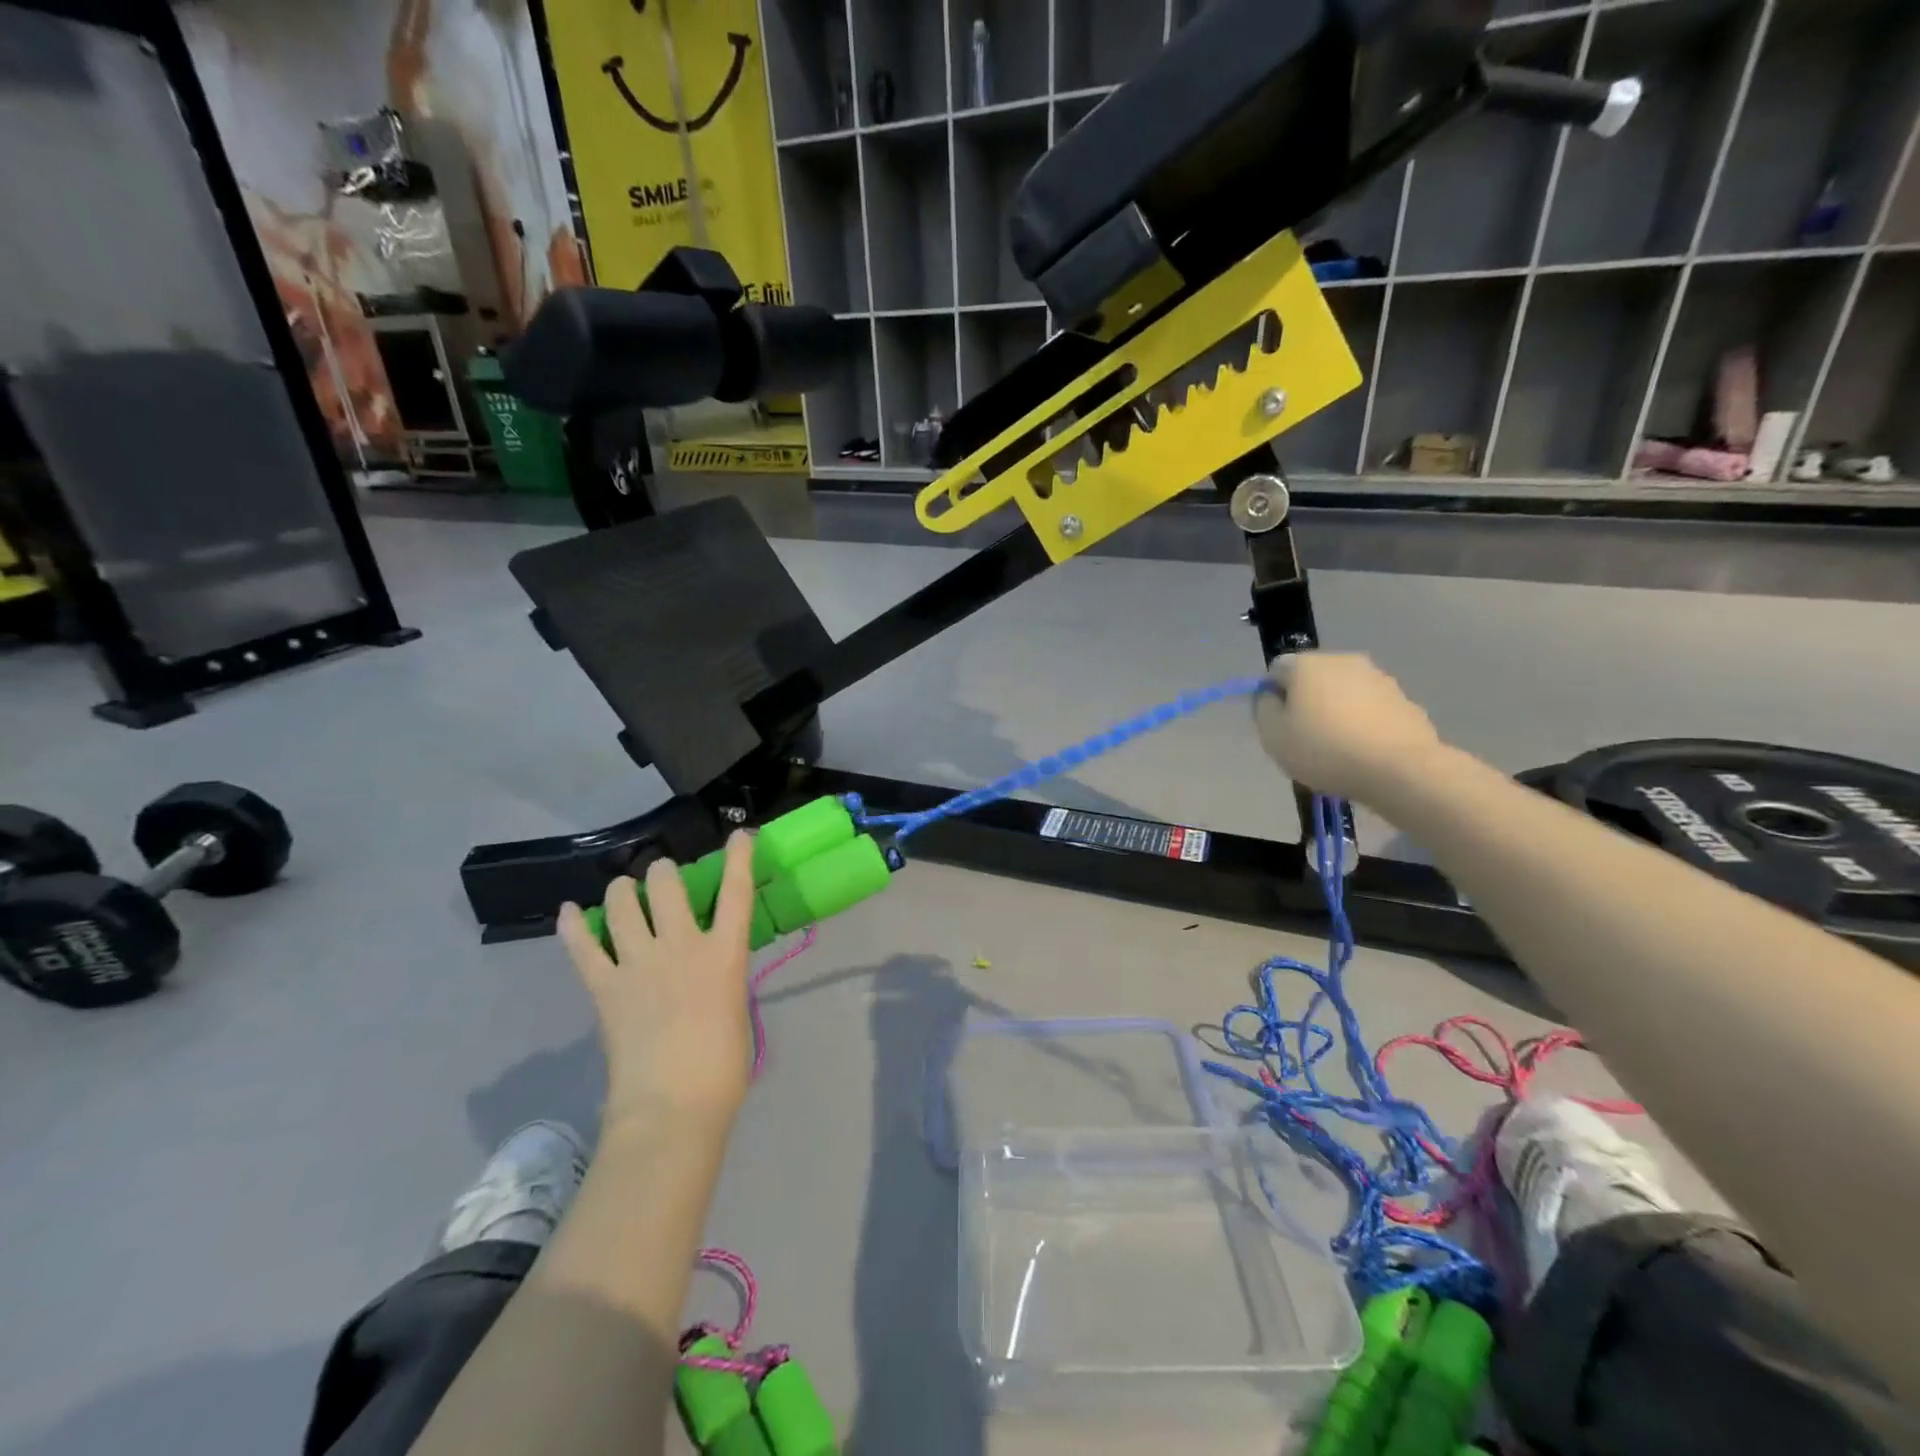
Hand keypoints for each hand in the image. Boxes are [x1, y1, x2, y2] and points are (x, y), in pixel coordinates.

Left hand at [557, 831, 756, 1127]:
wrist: (672, 1107)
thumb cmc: (721, 1068)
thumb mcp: (735, 1009)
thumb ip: (721, 979)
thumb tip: (707, 973)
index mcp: (724, 954)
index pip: (736, 892)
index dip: (739, 858)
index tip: (740, 834)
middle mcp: (681, 946)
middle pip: (667, 886)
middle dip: (663, 872)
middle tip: (662, 876)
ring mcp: (639, 964)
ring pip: (623, 905)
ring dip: (623, 889)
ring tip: (624, 889)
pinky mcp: (605, 987)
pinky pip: (583, 947)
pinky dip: (574, 926)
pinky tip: (569, 912)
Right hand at [1252, 652, 1446, 800]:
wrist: (1400, 769)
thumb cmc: (1325, 749)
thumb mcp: (1273, 735)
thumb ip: (1263, 709)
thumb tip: (1272, 697)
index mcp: (1306, 664)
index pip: (1276, 670)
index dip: (1272, 696)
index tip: (1277, 725)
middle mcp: (1342, 660)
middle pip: (1312, 678)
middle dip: (1306, 702)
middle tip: (1304, 738)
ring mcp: (1378, 678)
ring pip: (1343, 692)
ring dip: (1335, 712)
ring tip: (1336, 748)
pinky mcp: (1403, 699)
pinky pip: (1370, 708)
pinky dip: (1362, 723)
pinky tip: (1363, 751)